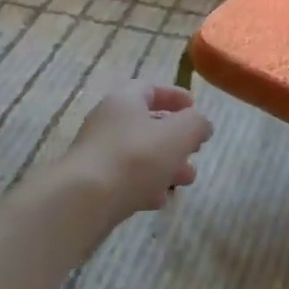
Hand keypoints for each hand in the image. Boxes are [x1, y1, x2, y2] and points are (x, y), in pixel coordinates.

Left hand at [63, 80, 213, 219]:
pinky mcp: (94, 183)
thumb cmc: (136, 157)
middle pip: (146, 124)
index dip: (174, 95)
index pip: (150, 89)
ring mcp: (98, 154)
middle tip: (195, 149)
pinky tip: (159, 200)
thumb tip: (202, 124)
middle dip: (175, 139)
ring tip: (186, 180)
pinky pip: (125, 179)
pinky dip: (145, 185)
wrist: (85, 199)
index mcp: (124, 101)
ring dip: (165, 164)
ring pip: (139, 154)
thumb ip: (196, 124)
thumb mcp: (178, 134)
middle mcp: (107, 122)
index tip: (194, 106)